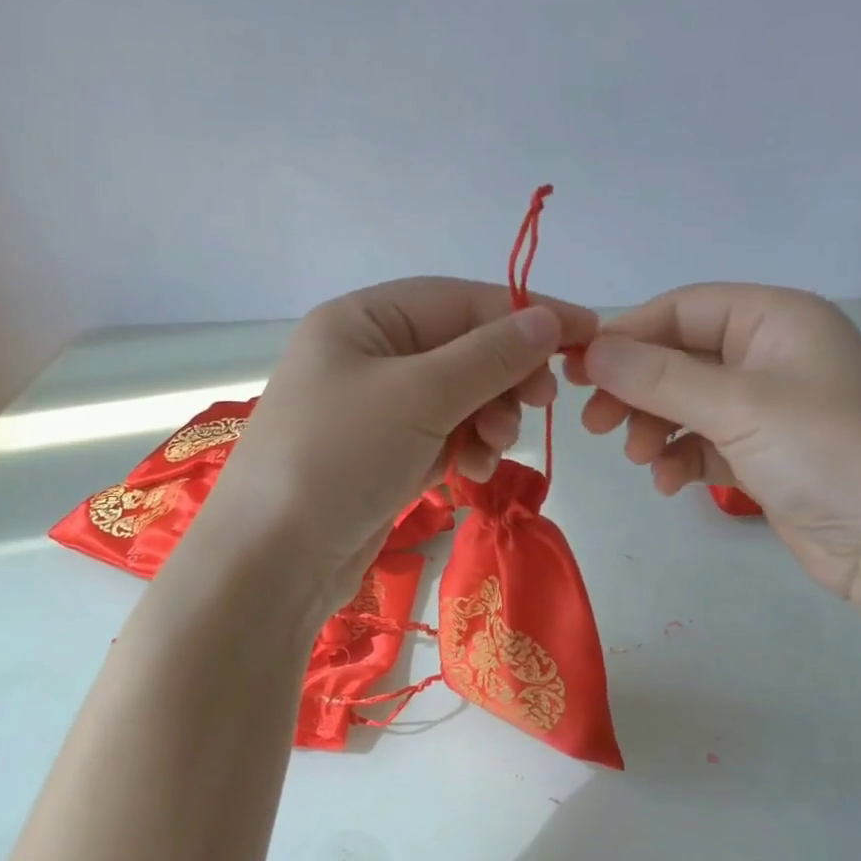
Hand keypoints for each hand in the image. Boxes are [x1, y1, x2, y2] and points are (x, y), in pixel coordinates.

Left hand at [203, 277, 598, 613]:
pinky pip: (443, 435)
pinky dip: (467, 446)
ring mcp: (375, 409)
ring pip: (459, 396)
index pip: (462, 300)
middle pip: (463, 348)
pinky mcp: (384, 455)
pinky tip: (475, 469)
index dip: (527, 314)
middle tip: (544, 400)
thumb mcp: (419, 396)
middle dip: (506, 375)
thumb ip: (489, 356)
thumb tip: (550, 319)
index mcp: (363, 319)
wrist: (272, 560)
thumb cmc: (339, 458)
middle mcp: (368, 355)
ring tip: (494, 447)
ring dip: (489, 417)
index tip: (588, 333)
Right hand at [567, 284, 860, 603]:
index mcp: (775, 319)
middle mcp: (769, 354)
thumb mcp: (739, 406)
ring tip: (640, 459)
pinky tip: (669, 484)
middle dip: (635, 389)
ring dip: (654, 427)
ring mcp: (767, 407)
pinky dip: (679, 458)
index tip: (578, 371)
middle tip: (595, 424)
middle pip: (679, 356)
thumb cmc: (826, 452)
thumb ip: (660, 377)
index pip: (682, 308)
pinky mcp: (762, 454)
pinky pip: (703, 442)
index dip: (627, 335)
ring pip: (685, 403)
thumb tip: (591, 352)